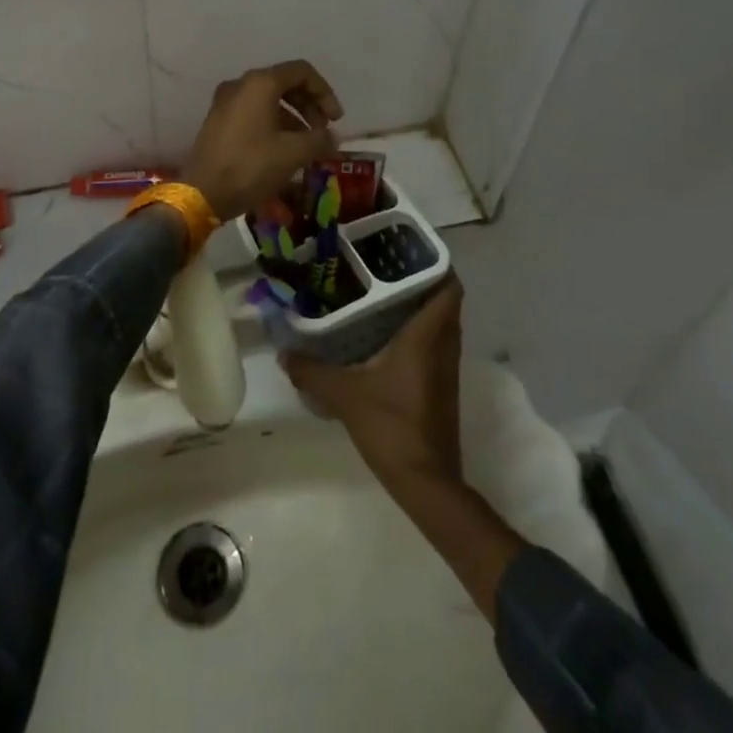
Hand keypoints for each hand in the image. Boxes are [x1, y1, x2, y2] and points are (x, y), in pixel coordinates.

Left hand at [178, 60, 343, 220]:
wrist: (202, 193)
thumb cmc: (250, 166)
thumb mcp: (293, 153)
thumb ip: (319, 139)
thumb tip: (332, 138)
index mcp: (260, 83)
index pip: (302, 72)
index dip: (325, 92)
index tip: (336, 120)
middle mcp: (241, 85)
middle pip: (285, 84)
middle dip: (310, 106)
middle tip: (324, 132)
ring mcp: (226, 102)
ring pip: (269, 100)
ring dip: (294, 118)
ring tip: (307, 147)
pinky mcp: (218, 121)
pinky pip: (254, 113)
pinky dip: (274, 125)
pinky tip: (284, 151)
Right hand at [282, 277, 464, 489]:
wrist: (426, 483)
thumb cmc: (392, 427)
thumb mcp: (344, 395)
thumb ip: (312, 371)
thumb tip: (284, 352)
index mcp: (427, 337)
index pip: (448, 287)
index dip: (437, 263)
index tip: (409, 248)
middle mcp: (443, 347)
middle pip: (444, 301)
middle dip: (421, 280)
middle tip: (386, 267)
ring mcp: (445, 370)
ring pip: (440, 325)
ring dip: (419, 307)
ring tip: (382, 294)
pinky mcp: (441, 389)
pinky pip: (434, 346)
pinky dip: (417, 333)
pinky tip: (385, 337)